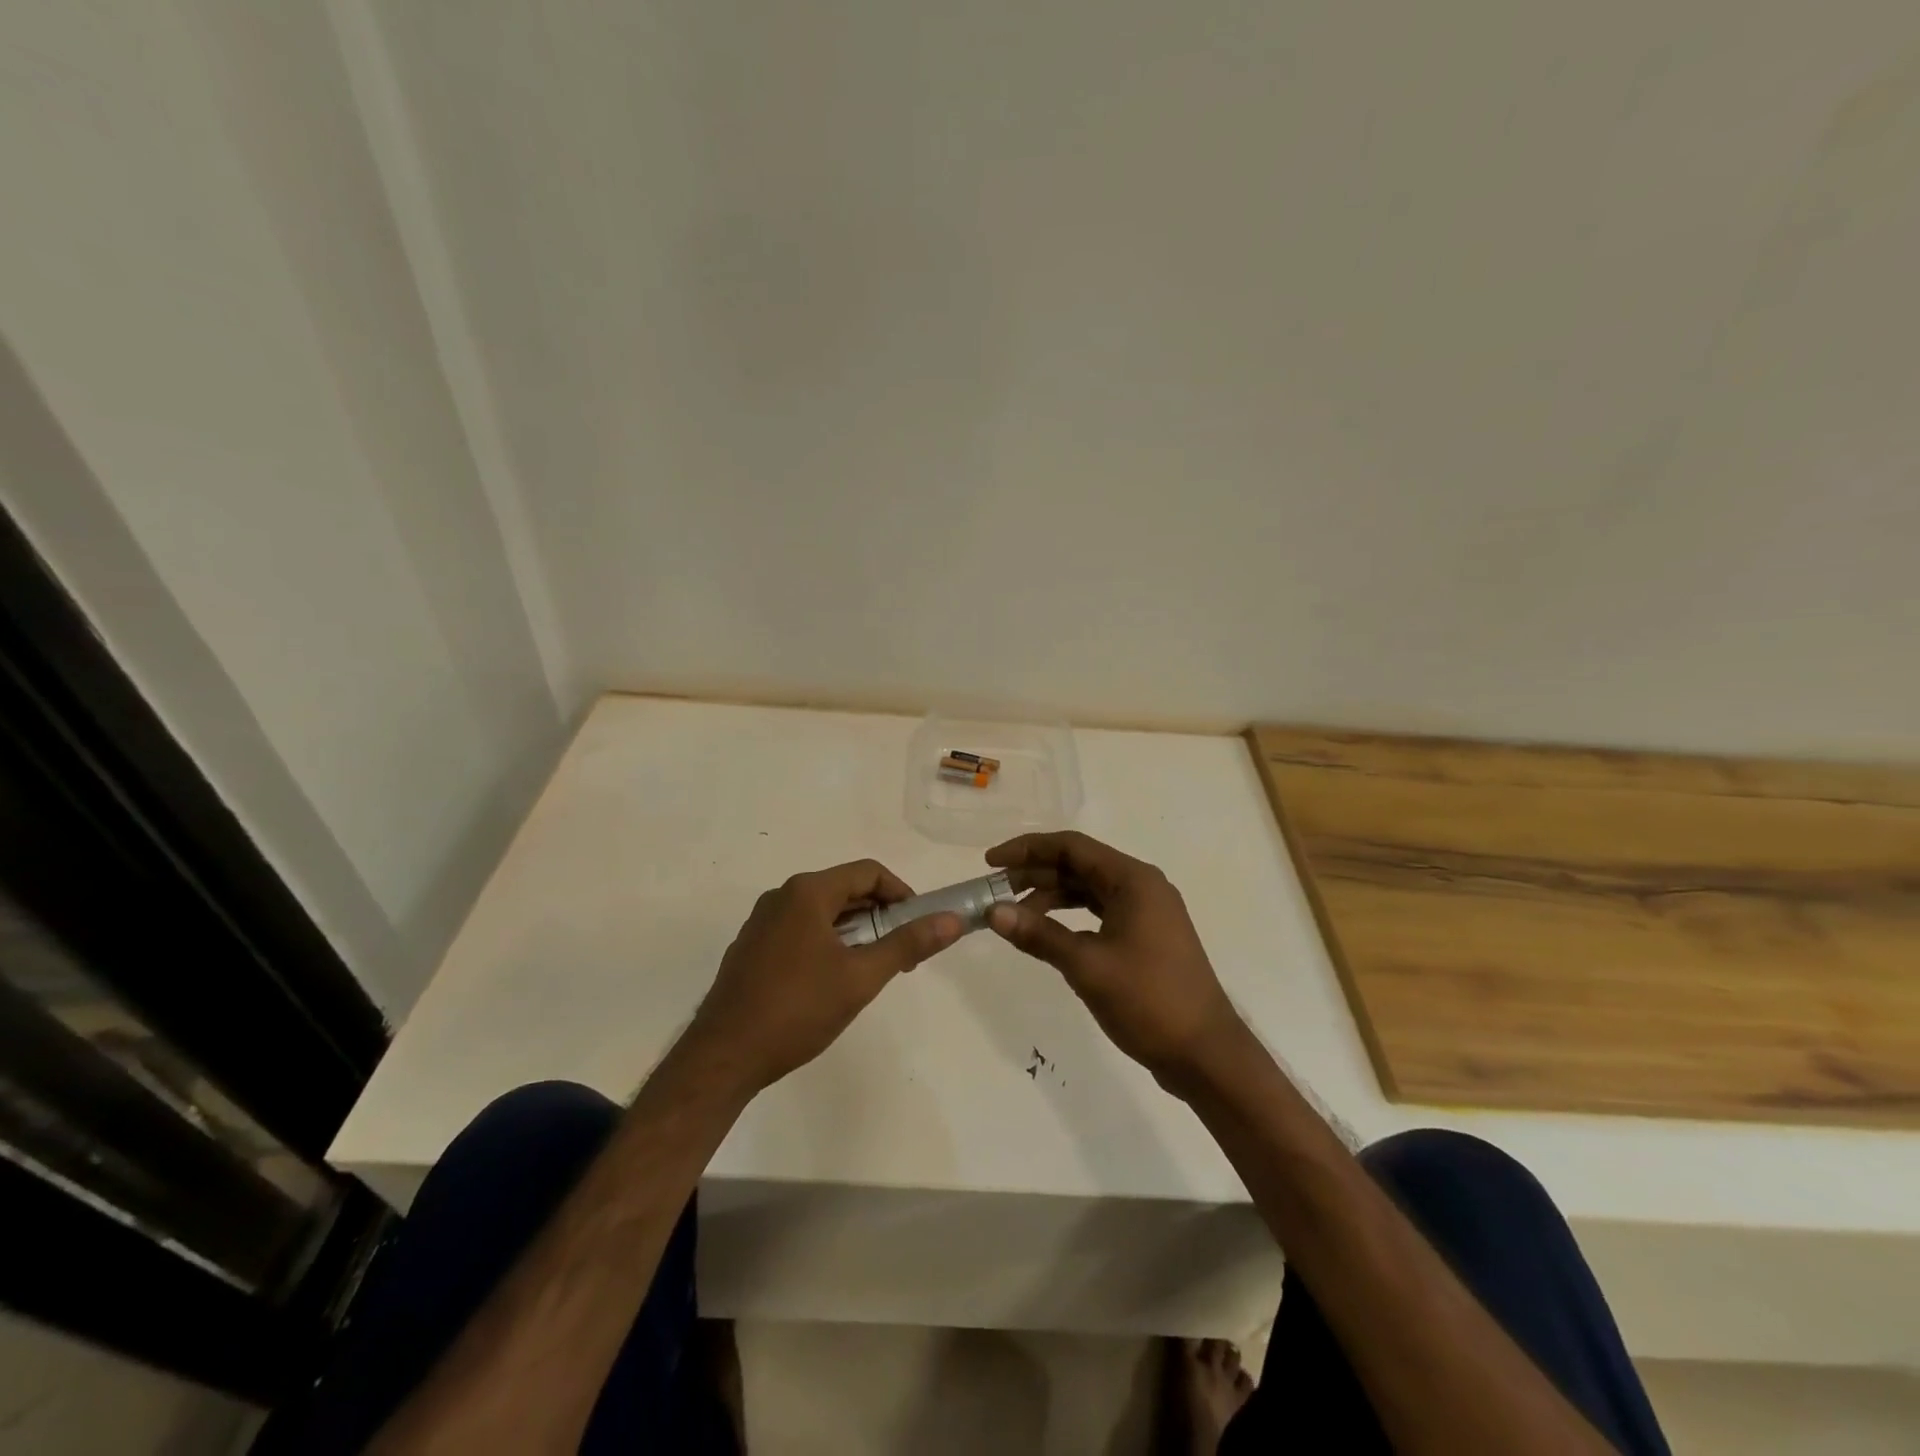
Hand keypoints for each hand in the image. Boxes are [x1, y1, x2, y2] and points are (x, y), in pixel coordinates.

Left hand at [686, 860, 961, 1095]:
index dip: (902, 893)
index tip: (920, 924)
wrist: (723, 1057)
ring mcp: (762, 921)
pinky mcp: (751, 947)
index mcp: (807, 892)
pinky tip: (832, 981)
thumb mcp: (861, 977)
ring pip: (822, 912)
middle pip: (845, 889)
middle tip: (902, 951)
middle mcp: (782, 896)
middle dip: (880, 915)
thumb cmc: (797, 1010)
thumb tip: (951, 920)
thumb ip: (907, 943)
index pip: (868, 872)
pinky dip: (827, 942)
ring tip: (872, 968)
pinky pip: (800, 929)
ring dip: (855, 930)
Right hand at [985, 832, 1247, 1091]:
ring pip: (1088, 889)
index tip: (990, 863)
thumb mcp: (1087, 966)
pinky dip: (1070, 917)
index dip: (1027, 849)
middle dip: (1035, 874)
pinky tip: (1047, 934)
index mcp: (1133, 880)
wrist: (1205, 1054)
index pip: (1071, 846)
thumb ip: (1039, 935)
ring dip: (1050, 897)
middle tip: (995, 892)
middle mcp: (1142, 886)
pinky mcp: (1146, 936)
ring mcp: (1147, 912)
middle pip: (1079, 865)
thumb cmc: (1148, 1001)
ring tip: (1014, 915)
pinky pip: (1100, 911)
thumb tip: (993, 912)